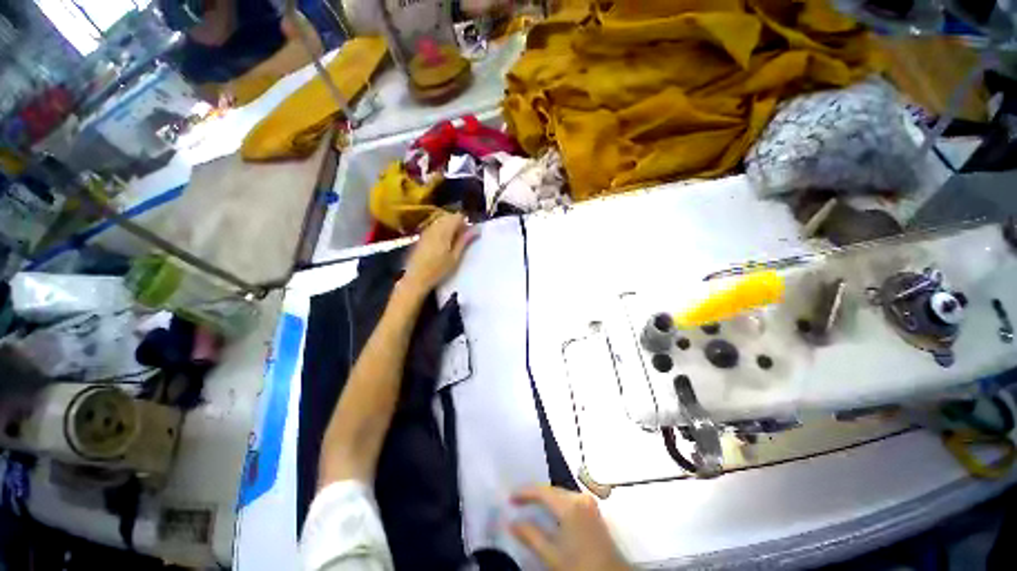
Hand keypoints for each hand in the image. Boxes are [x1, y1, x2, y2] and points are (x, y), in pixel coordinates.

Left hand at [402, 213, 475, 295]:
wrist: (416, 278)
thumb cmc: (438, 270)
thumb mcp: (455, 257)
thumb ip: (464, 241)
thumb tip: (476, 229)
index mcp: (444, 231)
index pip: (457, 216)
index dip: (465, 222)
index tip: (469, 233)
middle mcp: (434, 227)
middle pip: (449, 216)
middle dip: (457, 223)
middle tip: (463, 237)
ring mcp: (427, 230)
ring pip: (441, 220)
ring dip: (449, 226)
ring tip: (454, 240)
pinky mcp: (422, 235)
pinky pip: (434, 225)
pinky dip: (441, 229)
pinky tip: (443, 242)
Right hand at [511, 486, 628, 570]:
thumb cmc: (580, 567)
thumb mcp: (552, 556)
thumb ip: (530, 536)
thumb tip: (511, 522)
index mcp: (570, 505)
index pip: (542, 492)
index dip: (524, 493)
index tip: (509, 498)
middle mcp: (580, 497)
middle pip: (552, 490)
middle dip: (534, 495)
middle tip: (516, 502)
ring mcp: (589, 503)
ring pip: (561, 494)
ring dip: (545, 499)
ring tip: (529, 505)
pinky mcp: (593, 510)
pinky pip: (569, 500)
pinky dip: (556, 504)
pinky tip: (548, 512)